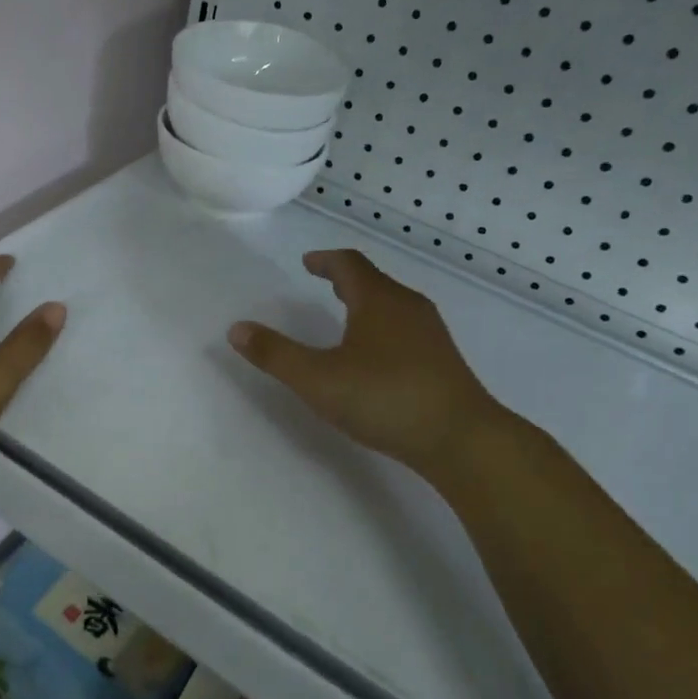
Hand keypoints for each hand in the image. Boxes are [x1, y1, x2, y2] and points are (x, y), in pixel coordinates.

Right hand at [227, 249, 514, 475]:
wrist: (461, 438)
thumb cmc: (384, 398)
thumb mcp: (317, 379)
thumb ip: (275, 354)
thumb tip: (237, 328)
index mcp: (378, 301)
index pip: (349, 265)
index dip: (325, 261)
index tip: (308, 262)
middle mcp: (407, 308)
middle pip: (373, 282)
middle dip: (345, 280)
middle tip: (323, 282)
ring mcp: (430, 334)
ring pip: (392, 306)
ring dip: (365, 303)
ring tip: (346, 316)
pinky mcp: (442, 360)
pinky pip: (405, 329)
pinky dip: (382, 327)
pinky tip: (375, 355)